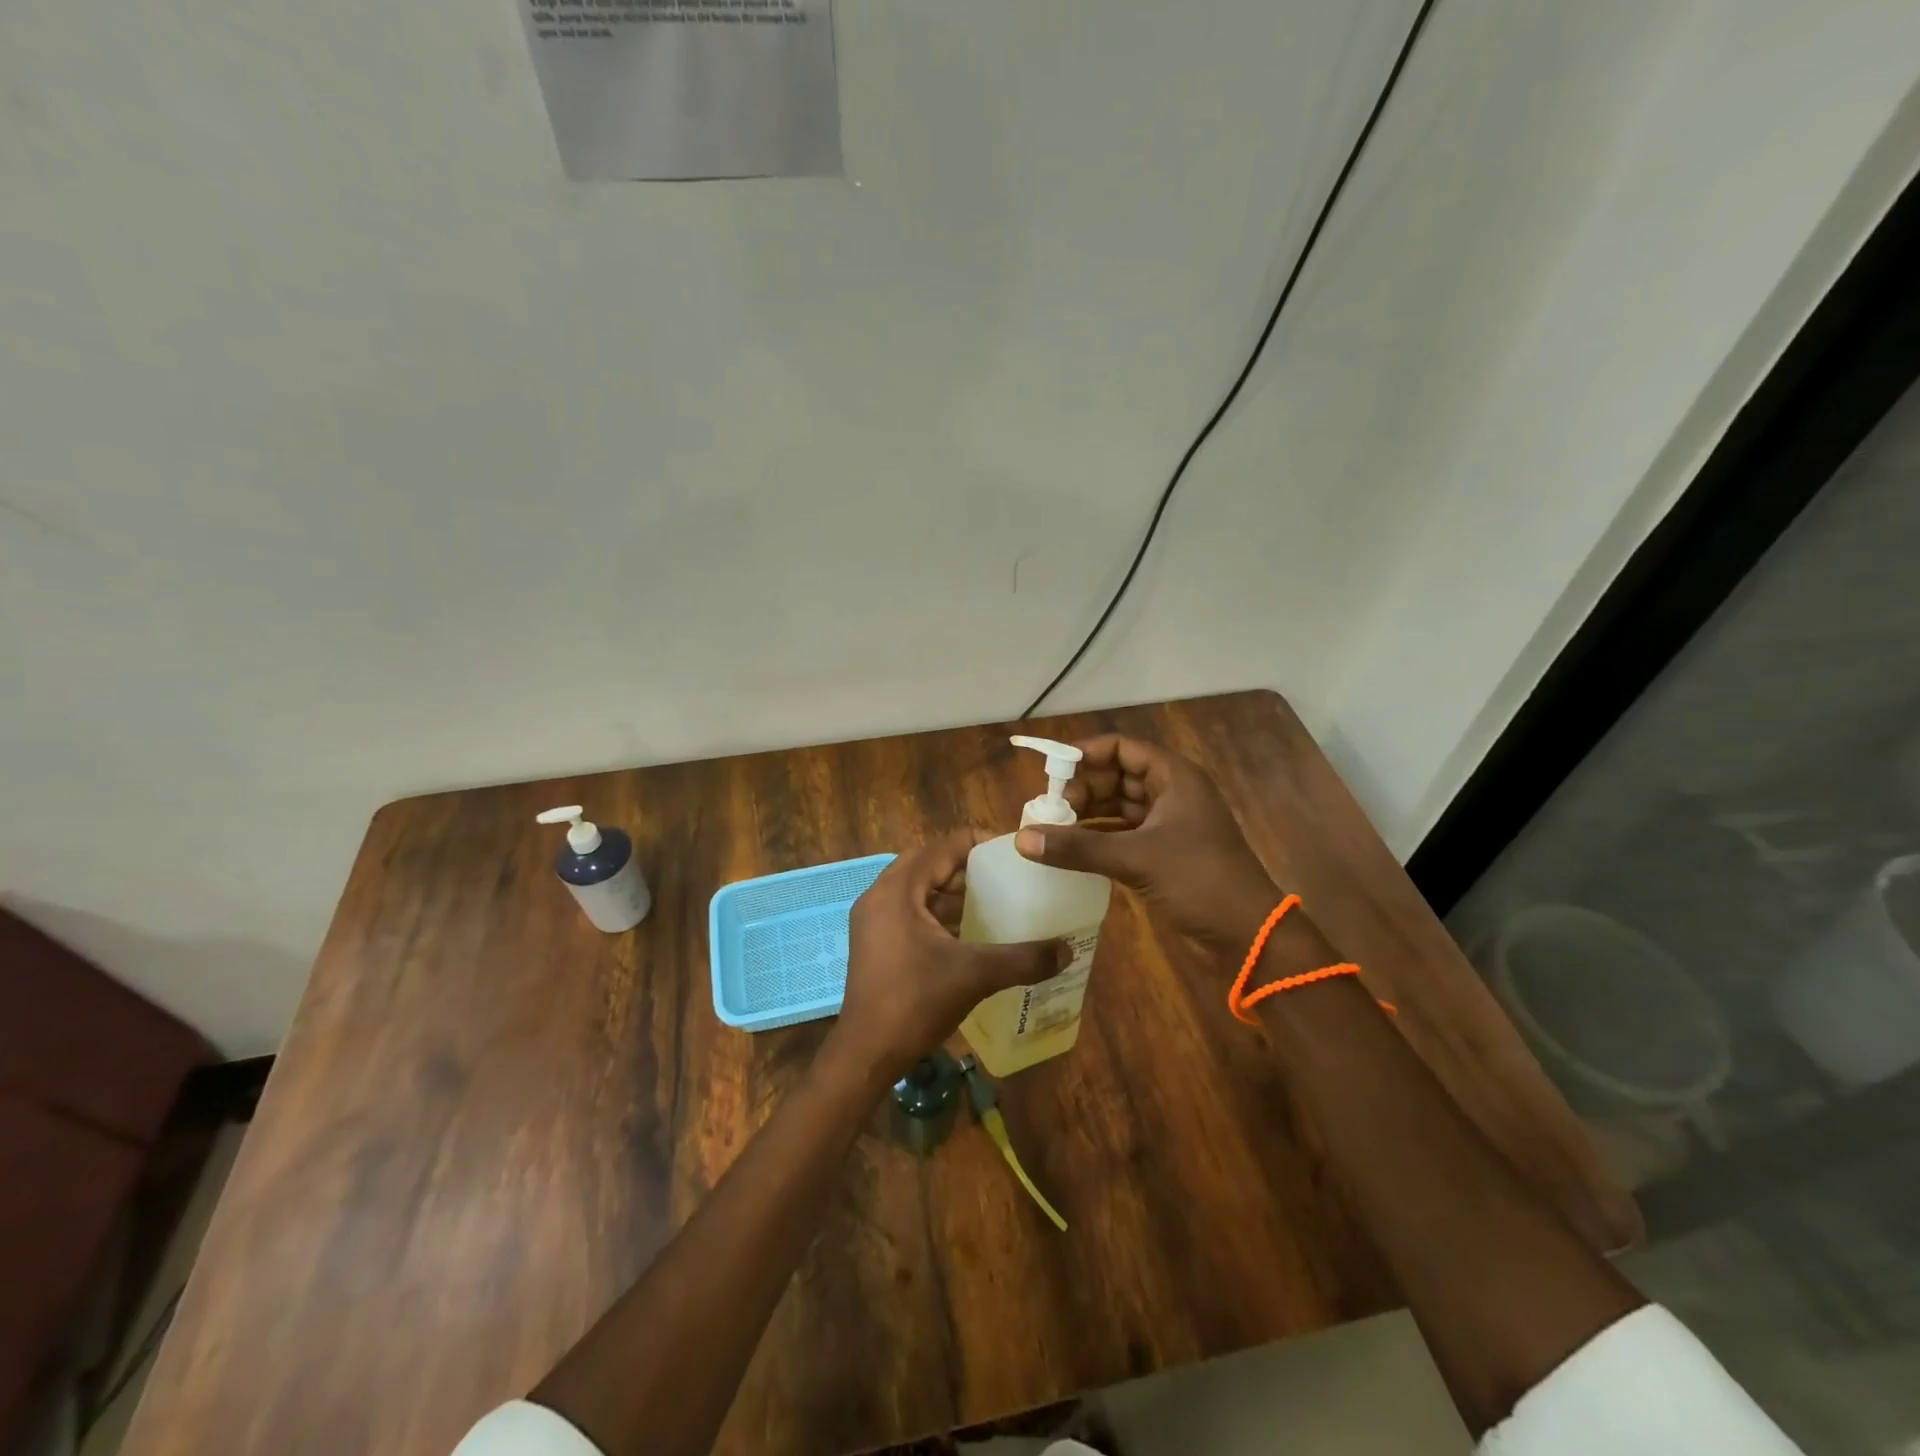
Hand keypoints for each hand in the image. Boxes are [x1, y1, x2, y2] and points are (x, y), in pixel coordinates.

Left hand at [825, 830, 1068, 1086]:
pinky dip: (937, 913)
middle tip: (1005, 876)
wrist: (866, 1054)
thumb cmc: (915, 1003)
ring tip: (993, 901)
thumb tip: (1067, 950)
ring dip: (952, 891)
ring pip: (918, 888)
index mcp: (898, 890)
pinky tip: (968, 933)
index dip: (980, 843)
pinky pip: (910, 910)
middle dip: (967, 867)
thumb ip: (1022, 959)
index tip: (1013, 852)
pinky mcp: (874, 941)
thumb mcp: (974, 976)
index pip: (943, 846)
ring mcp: (873, 920)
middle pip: (929, 863)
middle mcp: (880, 895)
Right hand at [1014, 735, 1280, 954]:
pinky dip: (1097, 840)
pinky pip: (1122, 836)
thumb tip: (1022, 838)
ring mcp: (1167, 825)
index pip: (1122, 748)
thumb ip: (1078, 847)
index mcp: (1174, 778)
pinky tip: (1070, 850)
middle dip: (1081, 790)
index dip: (1086, 754)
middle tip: (1047, 810)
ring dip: (1086, 816)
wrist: (1248, 936)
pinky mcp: (1163, 854)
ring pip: (1117, 808)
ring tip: (1051, 829)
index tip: (1050, 771)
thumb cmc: (1199, 880)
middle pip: (1116, 777)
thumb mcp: (1136, 859)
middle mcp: (1170, 794)